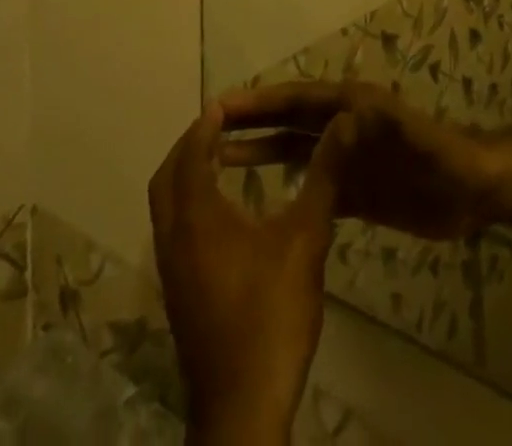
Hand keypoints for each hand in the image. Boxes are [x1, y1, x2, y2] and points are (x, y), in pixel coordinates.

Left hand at [151, 101, 355, 444]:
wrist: (243, 407)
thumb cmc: (272, 316)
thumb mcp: (306, 239)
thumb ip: (324, 177)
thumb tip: (346, 124)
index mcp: (198, 217)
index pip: (193, 153)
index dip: (206, 125)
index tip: (224, 103)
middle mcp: (174, 237)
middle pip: (167, 176)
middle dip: (189, 145)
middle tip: (219, 127)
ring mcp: (170, 270)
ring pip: (164, 205)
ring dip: (185, 175)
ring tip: (221, 160)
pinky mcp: (176, 293)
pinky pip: (171, 229)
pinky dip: (187, 203)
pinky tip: (223, 212)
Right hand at [221, 82, 497, 241]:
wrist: (471, 192)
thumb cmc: (441, 158)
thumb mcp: (416, 136)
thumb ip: (384, 122)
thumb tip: (343, 112)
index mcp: (350, 108)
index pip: (295, 100)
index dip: (260, 101)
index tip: (221, 105)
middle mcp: (341, 128)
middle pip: (286, 122)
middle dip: (250, 123)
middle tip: (207, 130)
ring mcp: (345, 160)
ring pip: (292, 154)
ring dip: (259, 154)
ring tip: (219, 163)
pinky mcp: (353, 192)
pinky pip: (310, 186)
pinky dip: (284, 189)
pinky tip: (259, 204)